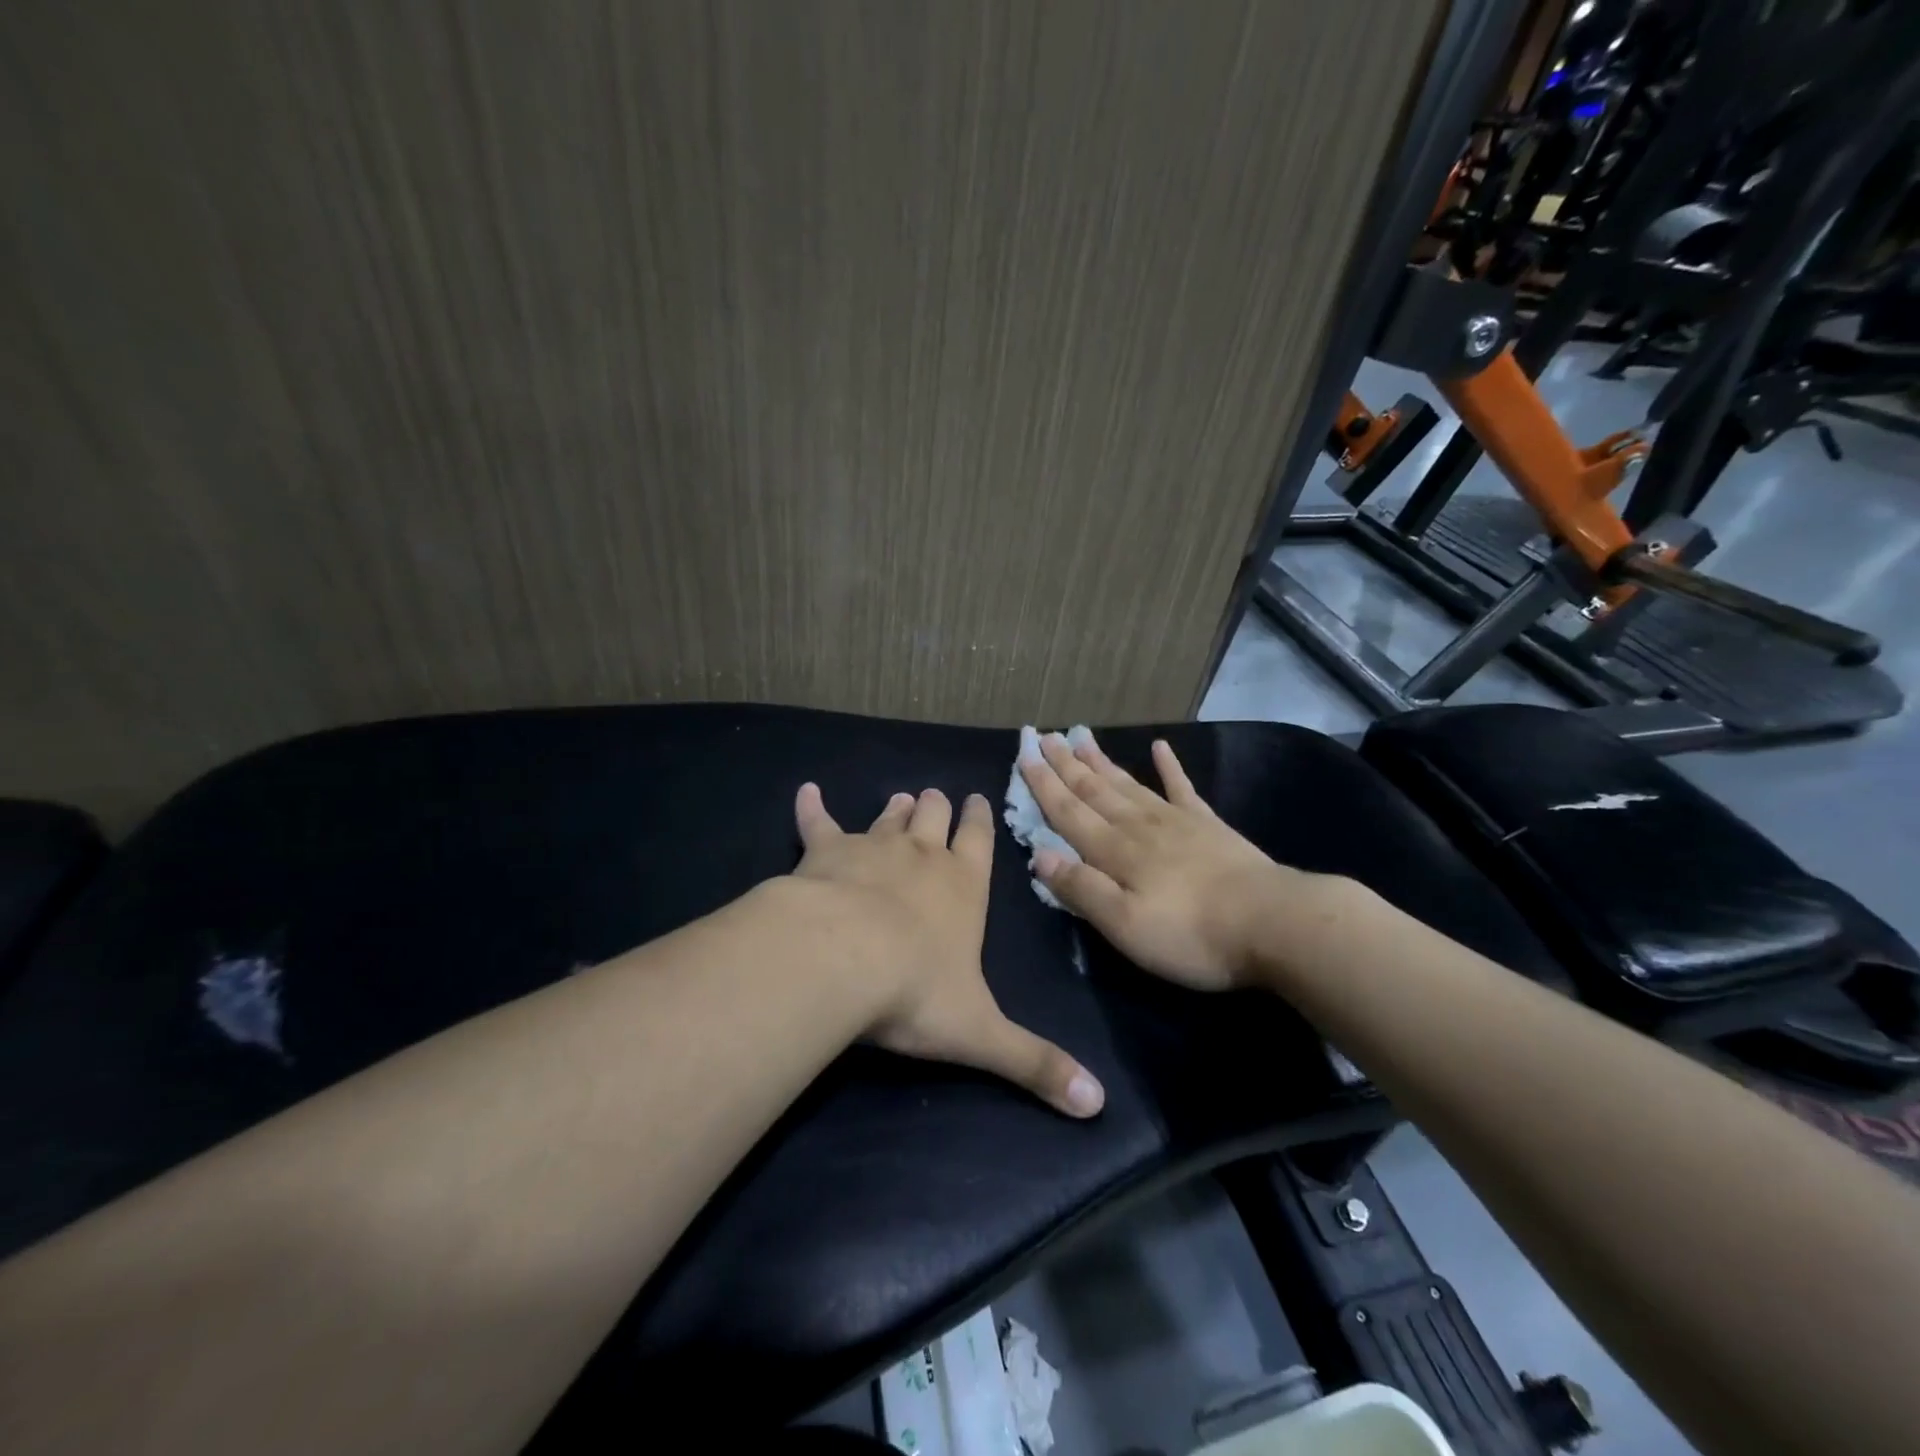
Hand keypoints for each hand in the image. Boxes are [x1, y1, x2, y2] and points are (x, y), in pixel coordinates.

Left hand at [791, 782, 1105, 1117]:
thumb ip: (1035, 1063)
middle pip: (933, 817)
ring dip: (895, 809)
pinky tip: (807, 791)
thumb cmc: (915, 991)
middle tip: (935, 797)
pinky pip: (817, 822)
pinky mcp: (824, 851)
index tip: (978, 798)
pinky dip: (812, 807)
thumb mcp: (982, 1033)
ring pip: (888, 818)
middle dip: (937, 807)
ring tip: (901, 798)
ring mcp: (871, 847)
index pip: (979, 842)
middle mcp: (921, 856)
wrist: (840, 959)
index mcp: (963, 887)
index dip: (980, 820)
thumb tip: (1097, 1103)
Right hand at [1018, 733, 1303, 990]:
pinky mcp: (1209, 826)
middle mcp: (1138, 826)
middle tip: (1043, 736)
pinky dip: (1169, 767)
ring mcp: (1176, 821)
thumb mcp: (1124, 925)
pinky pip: (1182, 788)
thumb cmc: (1191, 935)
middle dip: (1065, 764)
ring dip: (1100, 761)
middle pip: (1093, 790)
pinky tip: (1161, 747)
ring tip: (1081, 736)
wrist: (1273, 923)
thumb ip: (1081, 889)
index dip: (1043, 784)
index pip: (1068, 812)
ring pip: (1127, 784)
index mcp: (1114, 852)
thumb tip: (1038, 854)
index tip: (1023, 754)